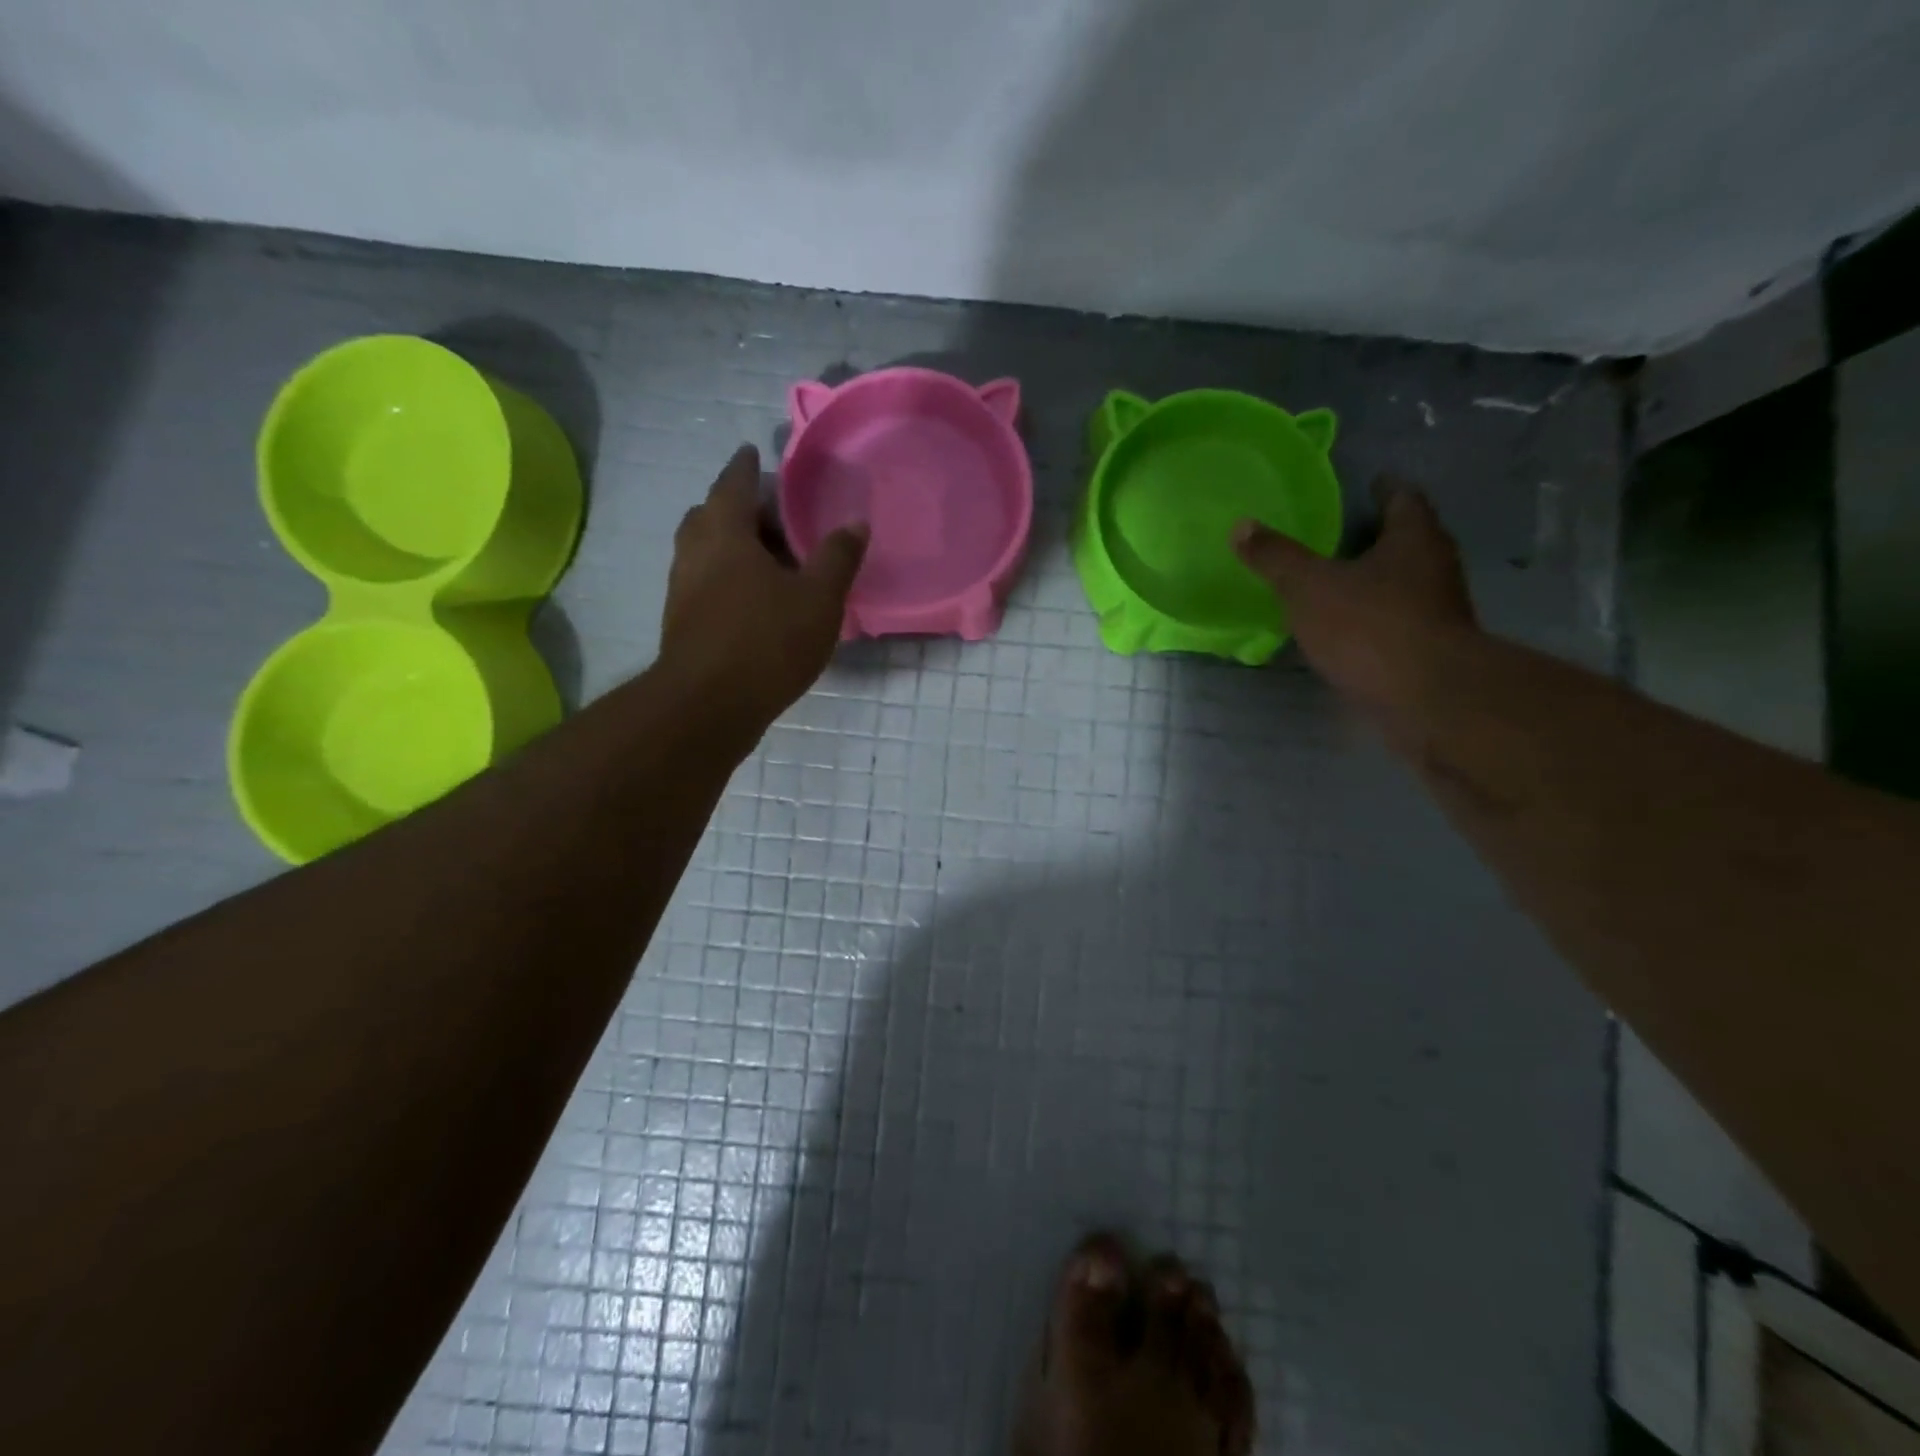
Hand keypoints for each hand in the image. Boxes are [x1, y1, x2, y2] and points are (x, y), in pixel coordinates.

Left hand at [658, 445, 867, 726]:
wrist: (708, 705)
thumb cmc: (767, 641)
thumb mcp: (818, 598)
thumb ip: (837, 557)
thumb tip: (855, 521)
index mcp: (725, 532)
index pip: (733, 483)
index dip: (745, 466)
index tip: (753, 452)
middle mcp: (695, 551)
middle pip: (711, 514)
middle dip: (739, 507)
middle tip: (773, 514)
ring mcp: (681, 587)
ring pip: (704, 549)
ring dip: (731, 543)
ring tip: (768, 557)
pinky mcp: (682, 620)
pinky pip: (704, 580)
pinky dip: (726, 575)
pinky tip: (754, 597)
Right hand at [1233, 477, 1475, 711]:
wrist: (1426, 697)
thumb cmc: (1369, 626)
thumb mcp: (1309, 587)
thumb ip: (1275, 558)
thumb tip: (1241, 525)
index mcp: (1414, 538)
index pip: (1404, 498)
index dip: (1384, 489)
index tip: (1369, 484)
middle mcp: (1436, 566)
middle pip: (1409, 540)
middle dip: (1379, 536)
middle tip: (1342, 534)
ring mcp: (1439, 609)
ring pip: (1406, 581)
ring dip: (1377, 579)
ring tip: (1338, 581)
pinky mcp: (1432, 648)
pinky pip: (1400, 619)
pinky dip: (1376, 616)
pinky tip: (1348, 628)